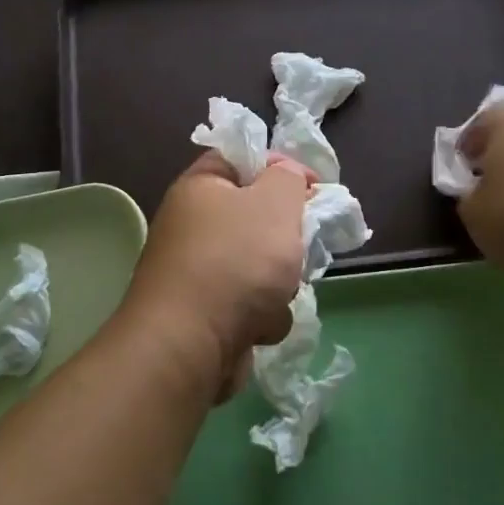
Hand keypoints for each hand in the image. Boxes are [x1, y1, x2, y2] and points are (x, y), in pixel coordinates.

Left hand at [122, 151, 312, 394]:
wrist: (190, 345)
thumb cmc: (235, 262)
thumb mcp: (275, 202)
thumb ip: (288, 178)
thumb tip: (286, 176)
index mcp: (199, 188)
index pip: (242, 159)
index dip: (281, 167)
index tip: (314, 188)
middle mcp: (192, 226)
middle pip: (256, 218)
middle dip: (285, 238)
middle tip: (299, 246)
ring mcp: (198, 274)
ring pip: (261, 266)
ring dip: (279, 283)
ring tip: (277, 294)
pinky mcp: (207, 315)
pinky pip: (251, 305)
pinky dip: (262, 316)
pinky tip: (260, 326)